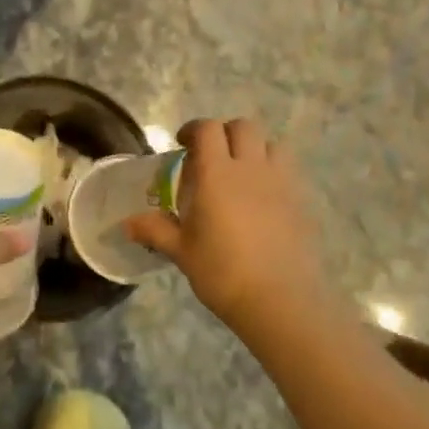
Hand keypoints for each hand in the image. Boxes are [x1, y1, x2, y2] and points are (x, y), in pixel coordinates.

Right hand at [125, 117, 330, 332]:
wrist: (280, 301)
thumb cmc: (222, 272)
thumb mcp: (181, 251)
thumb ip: (155, 230)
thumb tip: (127, 224)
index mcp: (216, 174)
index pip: (207, 129)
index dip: (193, 129)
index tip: (182, 144)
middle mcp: (250, 168)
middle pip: (243, 127)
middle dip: (225, 133)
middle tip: (211, 156)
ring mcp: (280, 183)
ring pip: (271, 144)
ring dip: (254, 149)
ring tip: (241, 172)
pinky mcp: (301, 201)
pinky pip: (287, 171)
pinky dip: (273, 172)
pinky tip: (262, 198)